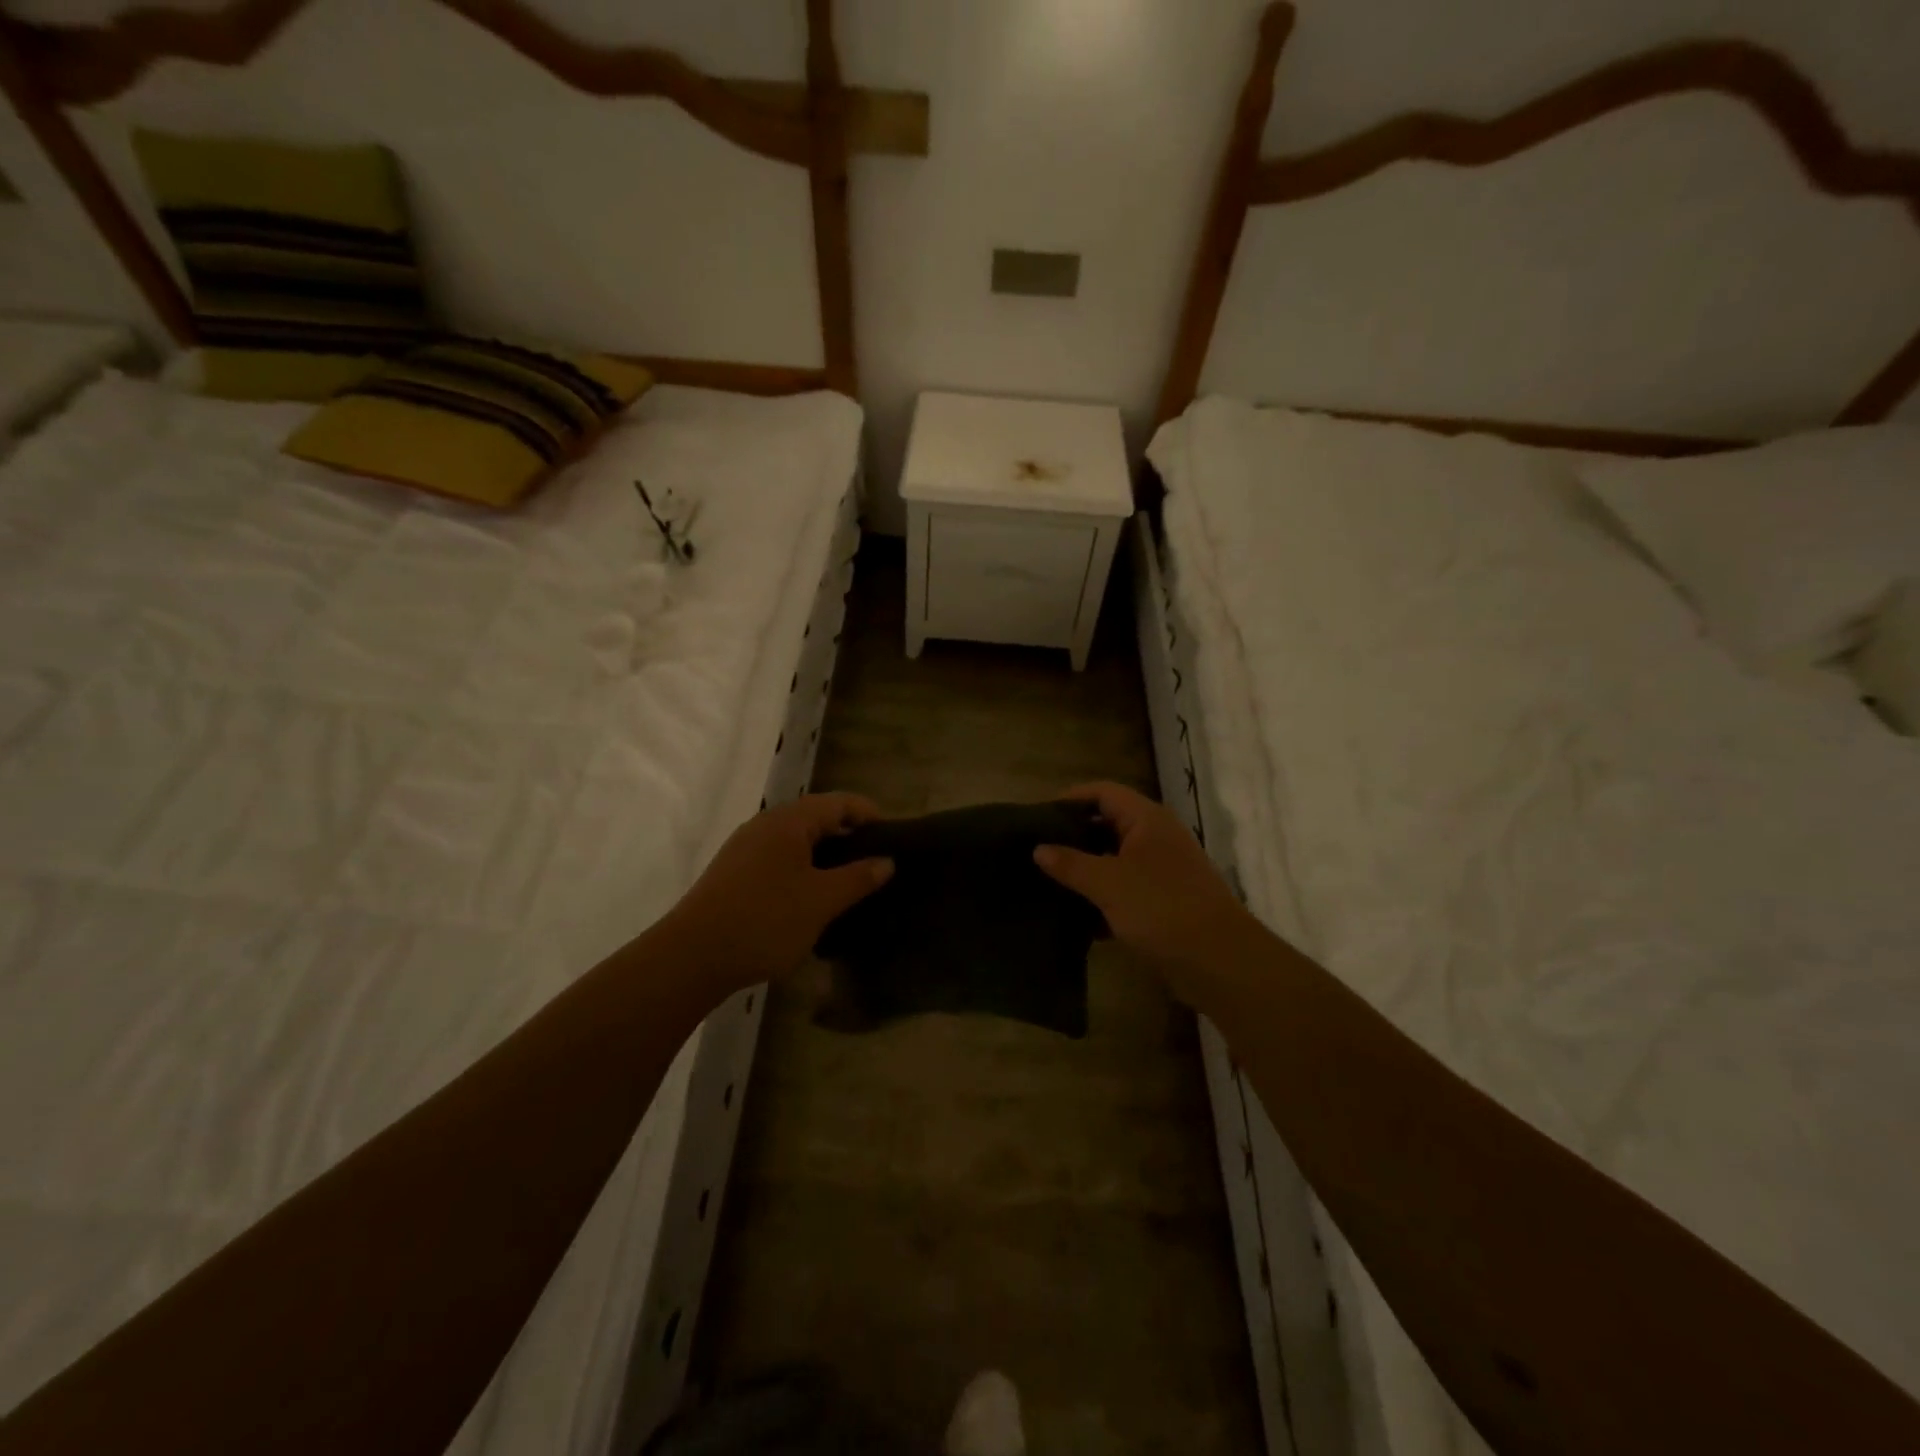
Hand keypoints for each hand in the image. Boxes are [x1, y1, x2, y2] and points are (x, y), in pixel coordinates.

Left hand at [662, 793, 893, 994]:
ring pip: (796, 842)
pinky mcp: (733, 874)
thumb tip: (886, 861)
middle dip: (848, 837)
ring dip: (824, 857)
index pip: (839, 802)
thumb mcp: (821, 901)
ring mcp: (744, 849)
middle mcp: (765, 825)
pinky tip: (810, 900)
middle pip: (816, 818)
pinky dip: (802, 870)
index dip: (868, 814)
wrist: (691, 958)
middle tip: (875, 864)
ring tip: (848, 884)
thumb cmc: (765, 921)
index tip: (893, 838)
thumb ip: (858, 877)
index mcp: (788, 821)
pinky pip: (778, 860)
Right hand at [1034, 782, 1262, 1000]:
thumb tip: (1039, 849)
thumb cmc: (1162, 908)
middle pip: (1108, 824)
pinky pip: (1125, 889)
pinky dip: (1102, 897)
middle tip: (1037, 850)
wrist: (1219, 961)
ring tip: (1048, 881)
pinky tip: (1076, 916)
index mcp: (1146, 820)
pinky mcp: (1163, 902)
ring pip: (1115, 859)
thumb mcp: (1108, 883)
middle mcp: (1156, 837)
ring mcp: (1162, 870)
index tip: (1037, 817)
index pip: (1102, 792)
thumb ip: (1071, 864)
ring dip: (1085, 869)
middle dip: (1073, 835)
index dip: (1070, 798)